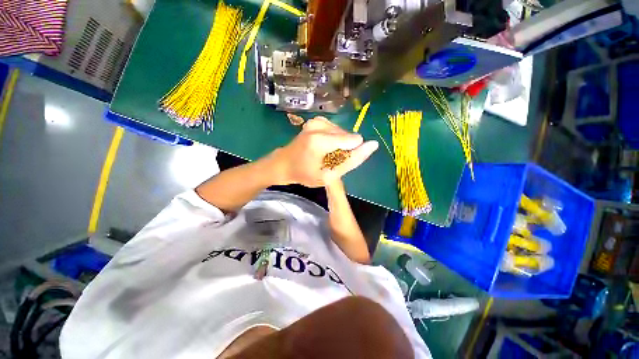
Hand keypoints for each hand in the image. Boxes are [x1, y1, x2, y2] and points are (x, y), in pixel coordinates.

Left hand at [270, 117, 377, 186]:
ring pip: (342, 133)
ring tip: (325, 155)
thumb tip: (374, 144)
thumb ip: (352, 160)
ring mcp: (317, 121)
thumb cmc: (305, 174)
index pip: (354, 140)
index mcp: (321, 140)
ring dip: (339, 145)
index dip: (350, 153)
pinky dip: (334, 140)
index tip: (337, 162)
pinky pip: (335, 130)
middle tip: (329, 161)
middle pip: (348, 135)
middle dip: (344, 149)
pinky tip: (323, 147)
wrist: (284, 163)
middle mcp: (320, 125)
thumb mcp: (330, 175)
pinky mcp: (316, 120)